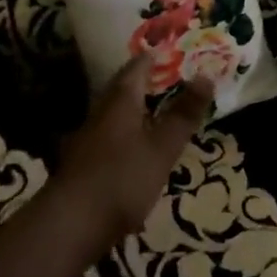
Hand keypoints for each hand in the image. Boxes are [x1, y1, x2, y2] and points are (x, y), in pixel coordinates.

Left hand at [54, 55, 212, 252]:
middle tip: (169, 78)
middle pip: (122, 89)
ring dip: (135, 109)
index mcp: (120, 102)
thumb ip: (183, 114)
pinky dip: (126, 134)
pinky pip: (109, 137)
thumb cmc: (122, 179)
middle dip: (144, 81)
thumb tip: (206, 75)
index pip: (137, 67)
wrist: (69, 225)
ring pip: (114, 113)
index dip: (154, 57)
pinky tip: (136, 149)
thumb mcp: (162, 147)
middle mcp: (100, 113)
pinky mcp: (83, 165)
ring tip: (157, 112)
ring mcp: (88, 139)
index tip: (172, 51)